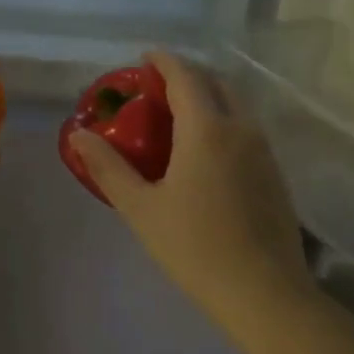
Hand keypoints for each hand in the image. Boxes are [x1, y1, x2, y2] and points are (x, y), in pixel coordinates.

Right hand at [69, 51, 311, 321]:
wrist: (264, 294)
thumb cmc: (194, 247)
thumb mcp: (140, 207)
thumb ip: (108, 166)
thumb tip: (78, 134)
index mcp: (206, 129)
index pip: (185, 76)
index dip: (163, 61)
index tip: (143, 59)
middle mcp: (240, 128)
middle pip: (216, 83)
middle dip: (187, 76)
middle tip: (157, 89)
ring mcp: (264, 151)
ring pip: (236, 105)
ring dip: (208, 98)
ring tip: (178, 118)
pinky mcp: (275, 174)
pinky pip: (246, 129)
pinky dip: (223, 121)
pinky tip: (205, 152)